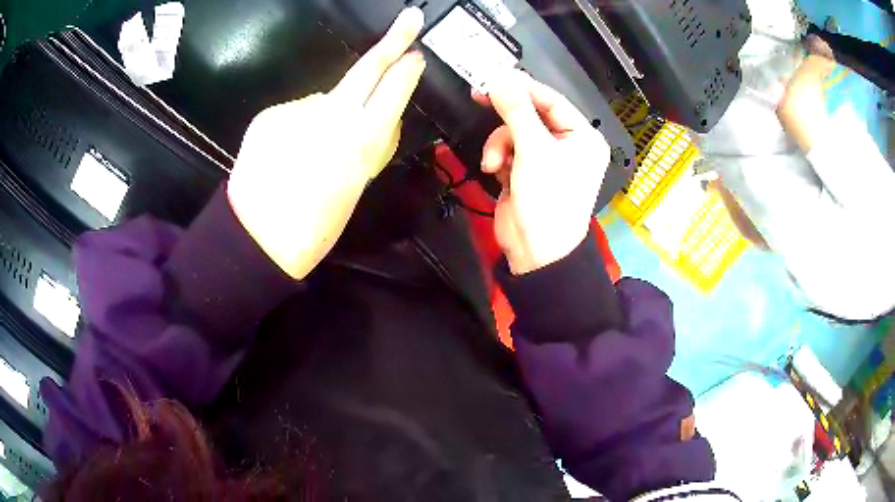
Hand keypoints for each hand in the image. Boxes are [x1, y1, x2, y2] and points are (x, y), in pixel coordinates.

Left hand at [227, 8, 425, 278]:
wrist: (256, 238)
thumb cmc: (314, 227)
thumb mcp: (356, 188)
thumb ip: (369, 146)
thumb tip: (376, 117)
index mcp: (360, 141)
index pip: (392, 90)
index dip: (406, 70)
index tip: (415, 54)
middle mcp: (331, 115)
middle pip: (366, 69)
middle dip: (392, 42)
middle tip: (409, 19)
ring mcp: (297, 110)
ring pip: (324, 100)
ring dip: (326, 114)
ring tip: (308, 152)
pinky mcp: (270, 114)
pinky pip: (295, 112)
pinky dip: (297, 125)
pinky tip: (286, 152)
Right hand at [474, 71, 608, 274]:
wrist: (536, 253)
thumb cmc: (548, 201)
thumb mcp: (534, 151)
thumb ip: (517, 111)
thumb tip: (500, 80)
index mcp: (583, 137)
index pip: (552, 100)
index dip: (524, 86)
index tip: (496, 75)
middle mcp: (568, 145)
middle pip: (532, 114)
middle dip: (508, 116)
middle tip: (480, 95)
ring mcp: (546, 159)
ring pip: (515, 132)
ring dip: (500, 144)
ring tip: (494, 163)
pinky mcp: (527, 172)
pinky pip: (509, 150)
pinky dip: (499, 158)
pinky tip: (497, 172)